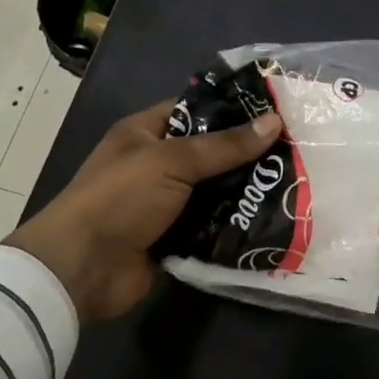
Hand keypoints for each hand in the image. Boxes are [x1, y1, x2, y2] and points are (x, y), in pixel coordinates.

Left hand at [5, 99, 282, 323]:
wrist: (82, 269)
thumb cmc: (120, 198)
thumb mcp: (172, 160)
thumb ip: (224, 145)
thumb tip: (275, 121)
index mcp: (145, 133)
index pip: (194, 110)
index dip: (231, 109)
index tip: (276, 111)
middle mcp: (156, 164)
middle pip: (210, 153)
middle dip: (247, 155)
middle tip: (296, 151)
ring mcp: (165, 204)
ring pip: (215, 192)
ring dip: (245, 192)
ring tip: (295, 184)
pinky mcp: (174, 238)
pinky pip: (212, 226)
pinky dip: (235, 225)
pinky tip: (273, 220)